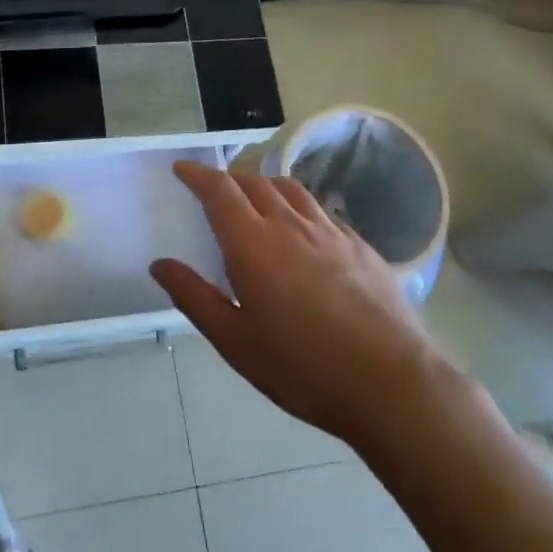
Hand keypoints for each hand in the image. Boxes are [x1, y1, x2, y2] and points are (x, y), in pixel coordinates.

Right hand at [151, 161, 464, 450]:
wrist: (391, 383)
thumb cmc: (302, 368)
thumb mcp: (235, 342)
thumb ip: (194, 297)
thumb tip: (160, 264)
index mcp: (253, 245)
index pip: (220, 191)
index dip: (198, 175)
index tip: (182, 168)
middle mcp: (291, 225)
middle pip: (255, 182)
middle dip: (229, 179)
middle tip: (215, 191)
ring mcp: (331, 232)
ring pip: (291, 189)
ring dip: (265, 186)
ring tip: (256, 199)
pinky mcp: (361, 246)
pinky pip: (322, 211)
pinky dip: (300, 207)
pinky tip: (304, 230)